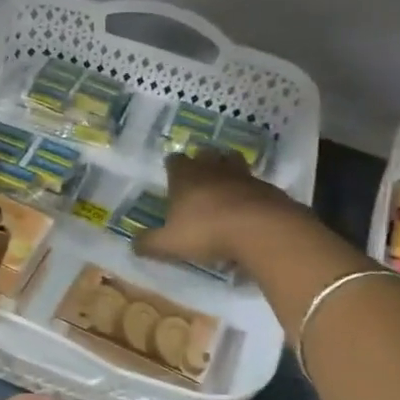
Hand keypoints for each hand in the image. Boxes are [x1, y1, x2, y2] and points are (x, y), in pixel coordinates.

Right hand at [136, 148, 300, 267]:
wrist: (261, 229)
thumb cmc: (207, 231)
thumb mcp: (169, 244)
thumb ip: (149, 243)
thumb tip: (132, 244)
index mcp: (185, 176)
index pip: (174, 160)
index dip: (172, 168)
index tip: (171, 178)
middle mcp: (212, 168)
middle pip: (205, 154)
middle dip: (201, 163)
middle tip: (198, 180)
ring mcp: (243, 175)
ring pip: (232, 162)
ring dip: (227, 171)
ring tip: (224, 188)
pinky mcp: (267, 188)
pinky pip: (254, 185)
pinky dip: (249, 193)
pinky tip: (247, 210)